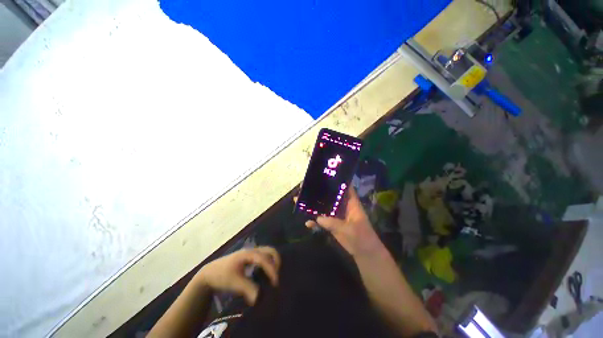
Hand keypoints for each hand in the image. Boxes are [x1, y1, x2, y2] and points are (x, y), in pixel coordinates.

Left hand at [194, 247, 279, 304]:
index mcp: (248, 254)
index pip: (264, 259)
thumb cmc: (221, 276)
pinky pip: (264, 256)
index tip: (275, 283)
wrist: (209, 273)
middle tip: (276, 277)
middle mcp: (252, 250)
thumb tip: (259, 297)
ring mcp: (251, 252)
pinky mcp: (250, 257)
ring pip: (267, 252)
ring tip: (273, 276)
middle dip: (276, 262)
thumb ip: (247, 288)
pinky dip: (268, 263)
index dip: (271, 269)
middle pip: (270, 250)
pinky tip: (266, 273)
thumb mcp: (233, 283)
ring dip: (273, 262)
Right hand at [304, 187, 385, 258]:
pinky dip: (315, 221)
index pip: (344, 187)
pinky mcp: (333, 224)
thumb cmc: (361, 238)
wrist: (365, 254)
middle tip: (305, 187)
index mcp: (350, 203)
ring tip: (300, 201)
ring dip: (314, 205)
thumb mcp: (348, 230)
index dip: (336, 180)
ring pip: (324, 207)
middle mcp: (342, 206)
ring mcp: (337, 215)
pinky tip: (307, 223)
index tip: (323, 174)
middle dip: (319, 191)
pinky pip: (322, 220)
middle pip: (330, 195)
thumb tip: (317, 218)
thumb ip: (332, 223)